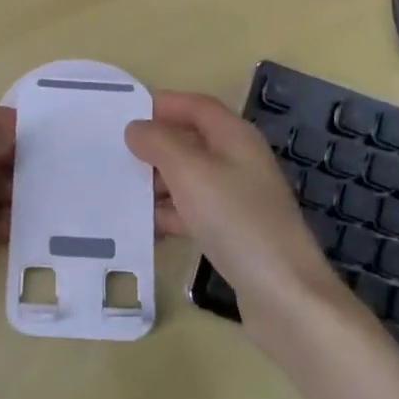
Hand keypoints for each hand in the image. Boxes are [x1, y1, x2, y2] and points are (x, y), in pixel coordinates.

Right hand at [125, 91, 349, 351]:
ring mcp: (239, 199)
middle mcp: (239, 161)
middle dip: (154, 146)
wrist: (284, 295)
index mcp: (235, 137)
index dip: (162, 104)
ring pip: (189, 179)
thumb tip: (137, 128)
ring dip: (158, 183)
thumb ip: (159, 143)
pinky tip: (144, 229)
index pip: (196, 106)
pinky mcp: (234, 232)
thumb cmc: (236, 221)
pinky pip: (194, 212)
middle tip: (113, 155)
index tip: (123, 113)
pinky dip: (170, 215)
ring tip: (120, 193)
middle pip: (191, 141)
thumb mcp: (190, 172)